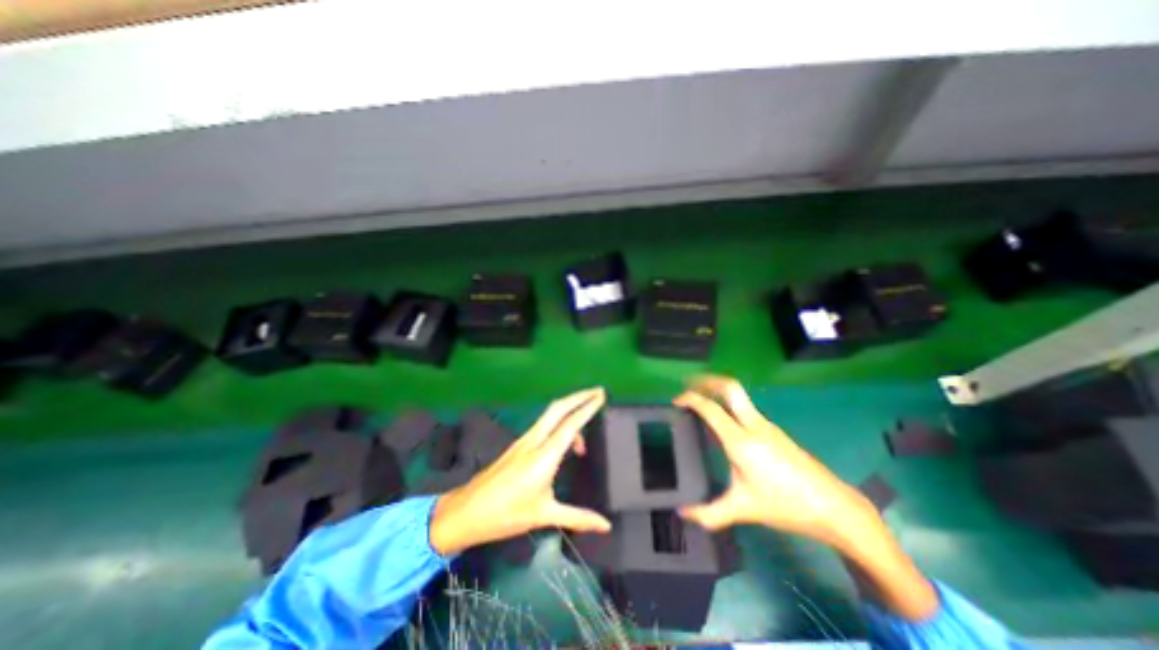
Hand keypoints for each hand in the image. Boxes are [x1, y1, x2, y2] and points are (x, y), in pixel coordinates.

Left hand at [430, 388, 613, 556]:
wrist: (467, 511)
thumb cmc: (506, 514)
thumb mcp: (544, 515)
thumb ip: (577, 517)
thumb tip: (606, 526)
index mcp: (544, 456)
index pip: (570, 425)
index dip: (587, 408)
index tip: (601, 396)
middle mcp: (534, 441)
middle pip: (558, 408)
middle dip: (579, 396)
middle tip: (597, 392)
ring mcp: (524, 440)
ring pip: (550, 414)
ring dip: (569, 407)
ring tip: (587, 416)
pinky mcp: (519, 444)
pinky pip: (544, 423)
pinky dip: (559, 420)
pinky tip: (566, 437)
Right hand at [676, 375, 935, 619]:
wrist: (834, 506)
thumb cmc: (785, 505)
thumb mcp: (743, 509)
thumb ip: (710, 513)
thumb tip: (682, 514)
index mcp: (740, 440)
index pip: (710, 409)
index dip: (690, 400)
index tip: (676, 401)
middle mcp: (753, 425)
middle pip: (730, 387)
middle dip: (707, 380)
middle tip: (689, 384)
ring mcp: (767, 426)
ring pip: (739, 396)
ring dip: (719, 391)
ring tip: (702, 401)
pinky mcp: (775, 432)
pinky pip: (746, 408)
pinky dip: (729, 404)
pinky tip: (725, 422)